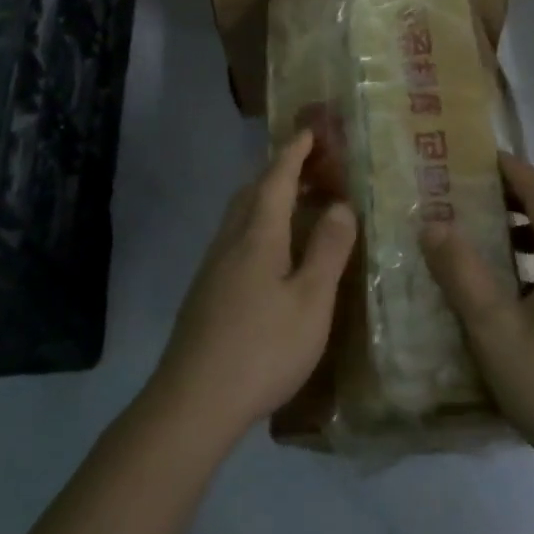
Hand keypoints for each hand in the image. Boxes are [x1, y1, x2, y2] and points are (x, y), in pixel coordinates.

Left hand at [153, 130, 357, 440]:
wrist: (192, 403)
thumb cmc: (262, 348)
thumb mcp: (311, 302)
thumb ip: (328, 250)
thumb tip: (341, 205)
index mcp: (258, 234)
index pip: (277, 177)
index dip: (295, 151)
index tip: (310, 130)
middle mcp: (231, 240)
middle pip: (254, 190)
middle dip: (281, 170)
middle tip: (312, 166)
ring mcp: (213, 266)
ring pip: (241, 215)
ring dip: (268, 198)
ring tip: (297, 205)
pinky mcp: (206, 291)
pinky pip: (236, 238)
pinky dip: (259, 225)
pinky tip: (273, 254)